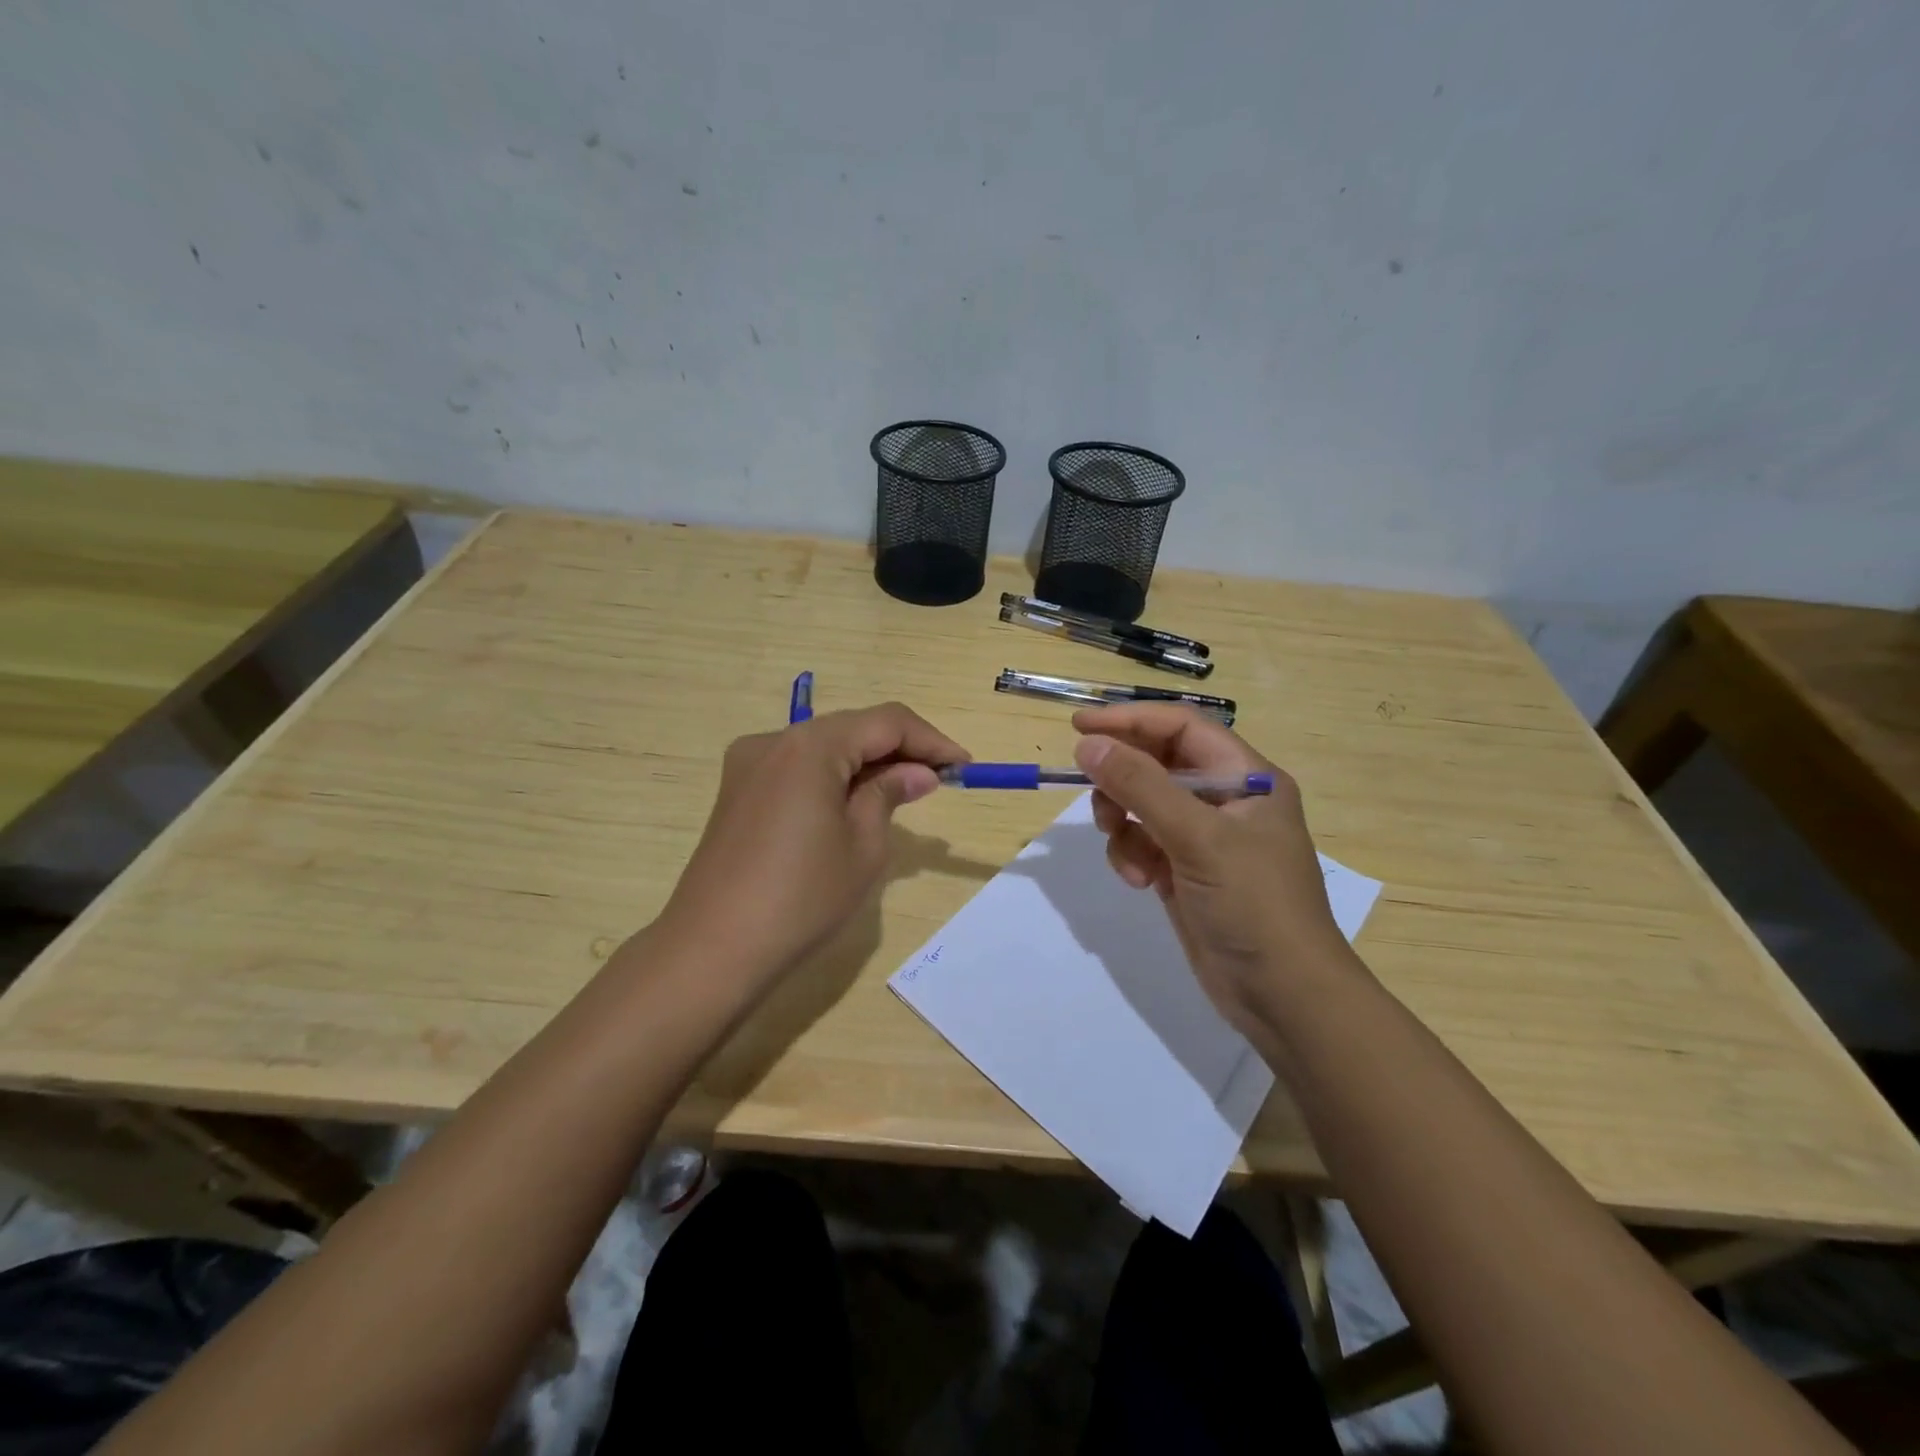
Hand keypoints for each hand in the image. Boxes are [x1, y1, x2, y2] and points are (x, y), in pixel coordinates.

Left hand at [657, 702, 969, 986]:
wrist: (713, 949)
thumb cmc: (801, 898)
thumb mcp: (863, 846)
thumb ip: (890, 794)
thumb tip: (917, 773)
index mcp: (810, 746)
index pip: (886, 722)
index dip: (931, 741)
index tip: (964, 767)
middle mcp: (775, 740)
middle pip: (852, 728)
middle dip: (899, 750)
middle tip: (939, 782)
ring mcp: (749, 764)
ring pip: (824, 746)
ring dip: (867, 763)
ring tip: (902, 794)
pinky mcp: (738, 790)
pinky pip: (798, 767)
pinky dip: (833, 777)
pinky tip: (853, 804)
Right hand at [1072, 704, 1356, 1032]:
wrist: (1283, 996)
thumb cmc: (1253, 905)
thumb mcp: (1197, 838)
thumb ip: (1140, 786)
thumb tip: (1088, 745)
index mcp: (1246, 777)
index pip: (1181, 728)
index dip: (1130, 721)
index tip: (1079, 726)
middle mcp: (1226, 799)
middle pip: (1157, 764)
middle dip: (1122, 778)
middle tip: (1094, 794)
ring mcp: (1204, 838)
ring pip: (1143, 805)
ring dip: (1123, 822)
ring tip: (1123, 849)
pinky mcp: (1185, 871)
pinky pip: (1143, 843)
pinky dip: (1131, 855)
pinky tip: (1139, 881)